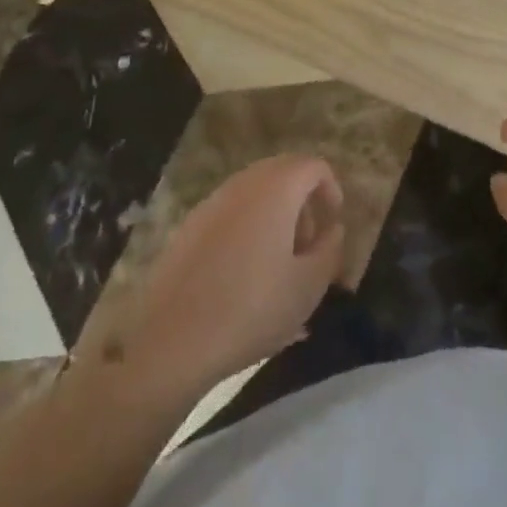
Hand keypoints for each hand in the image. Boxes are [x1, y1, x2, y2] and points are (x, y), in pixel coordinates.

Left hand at [113, 155, 345, 393]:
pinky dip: (249, 230)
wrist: (172, 340)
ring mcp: (212, 203)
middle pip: (283, 174)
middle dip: (303, 204)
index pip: (313, 166)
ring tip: (280, 267)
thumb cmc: (252, 308)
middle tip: (309, 247)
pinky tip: (246, 278)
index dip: (331, 190)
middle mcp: (243, 183)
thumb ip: (330, 249)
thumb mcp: (308, 286)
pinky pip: (231, 214)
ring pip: (255, 194)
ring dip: (276, 218)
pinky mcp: (189, 227)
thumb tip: (333, 229)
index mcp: (276, 188)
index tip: (333, 227)